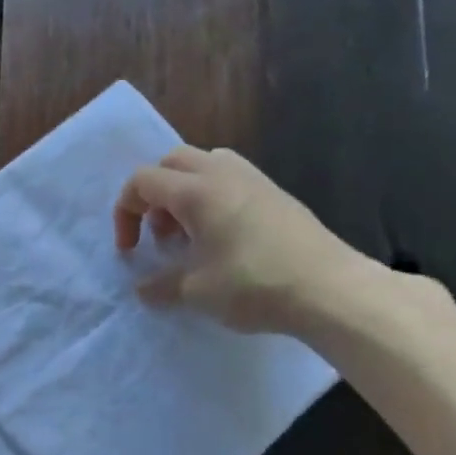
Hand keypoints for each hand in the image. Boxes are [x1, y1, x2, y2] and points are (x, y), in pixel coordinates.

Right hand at [114, 147, 365, 332]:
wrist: (331, 290)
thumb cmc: (254, 285)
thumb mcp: (196, 292)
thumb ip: (160, 286)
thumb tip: (142, 289)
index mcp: (196, 191)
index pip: (142, 181)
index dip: (125, 213)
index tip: (130, 250)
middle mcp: (222, 174)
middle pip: (171, 162)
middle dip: (153, 195)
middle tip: (158, 233)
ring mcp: (254, 179)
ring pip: (204, 165)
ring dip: (184, 193)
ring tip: (189, 234)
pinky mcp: (276, 194)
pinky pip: (230, 179)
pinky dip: (212, 198)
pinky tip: (222, 238)